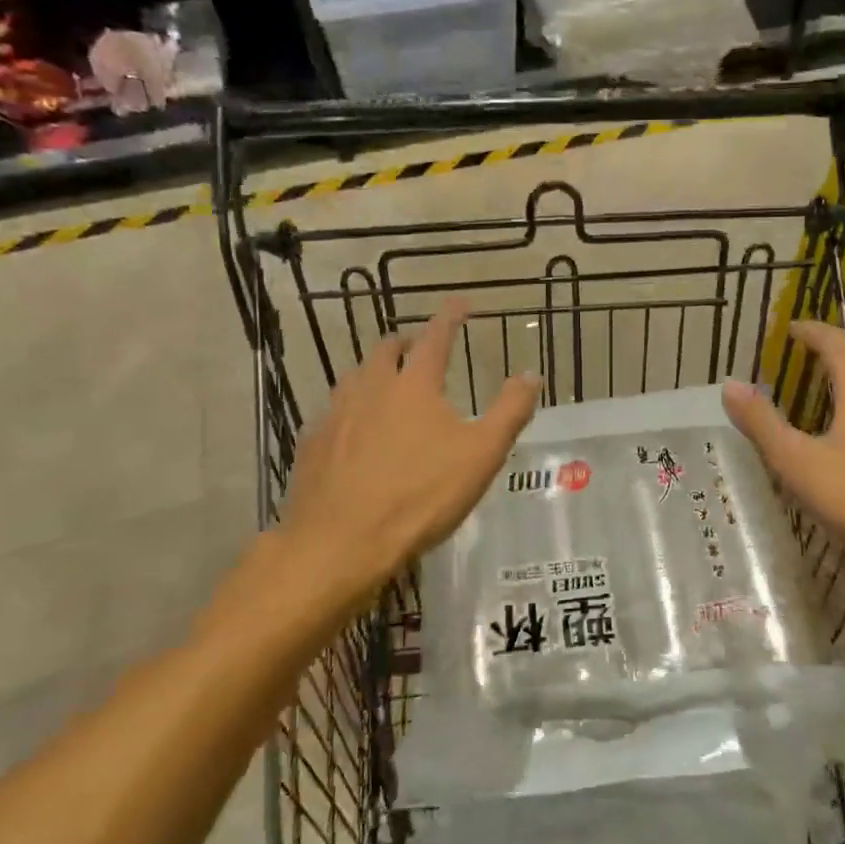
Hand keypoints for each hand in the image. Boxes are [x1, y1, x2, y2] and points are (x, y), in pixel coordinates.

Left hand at [273, 302, 540, 611]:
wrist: (340, 542)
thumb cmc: (420, 495)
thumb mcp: (481, 455)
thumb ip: (510, 411)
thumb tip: (531, 375)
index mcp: (414, 384)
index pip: (435, 338)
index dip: (450, 316)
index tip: (460, 302)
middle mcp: (371, 388)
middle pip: (386, 350)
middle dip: (405, 343)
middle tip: (419, 348)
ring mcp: (336, 414)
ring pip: (354, 378)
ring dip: (373, 372)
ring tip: (385, 383)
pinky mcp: (313, 444)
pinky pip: (333, 414)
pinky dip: (349, 411)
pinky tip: (352, 431)